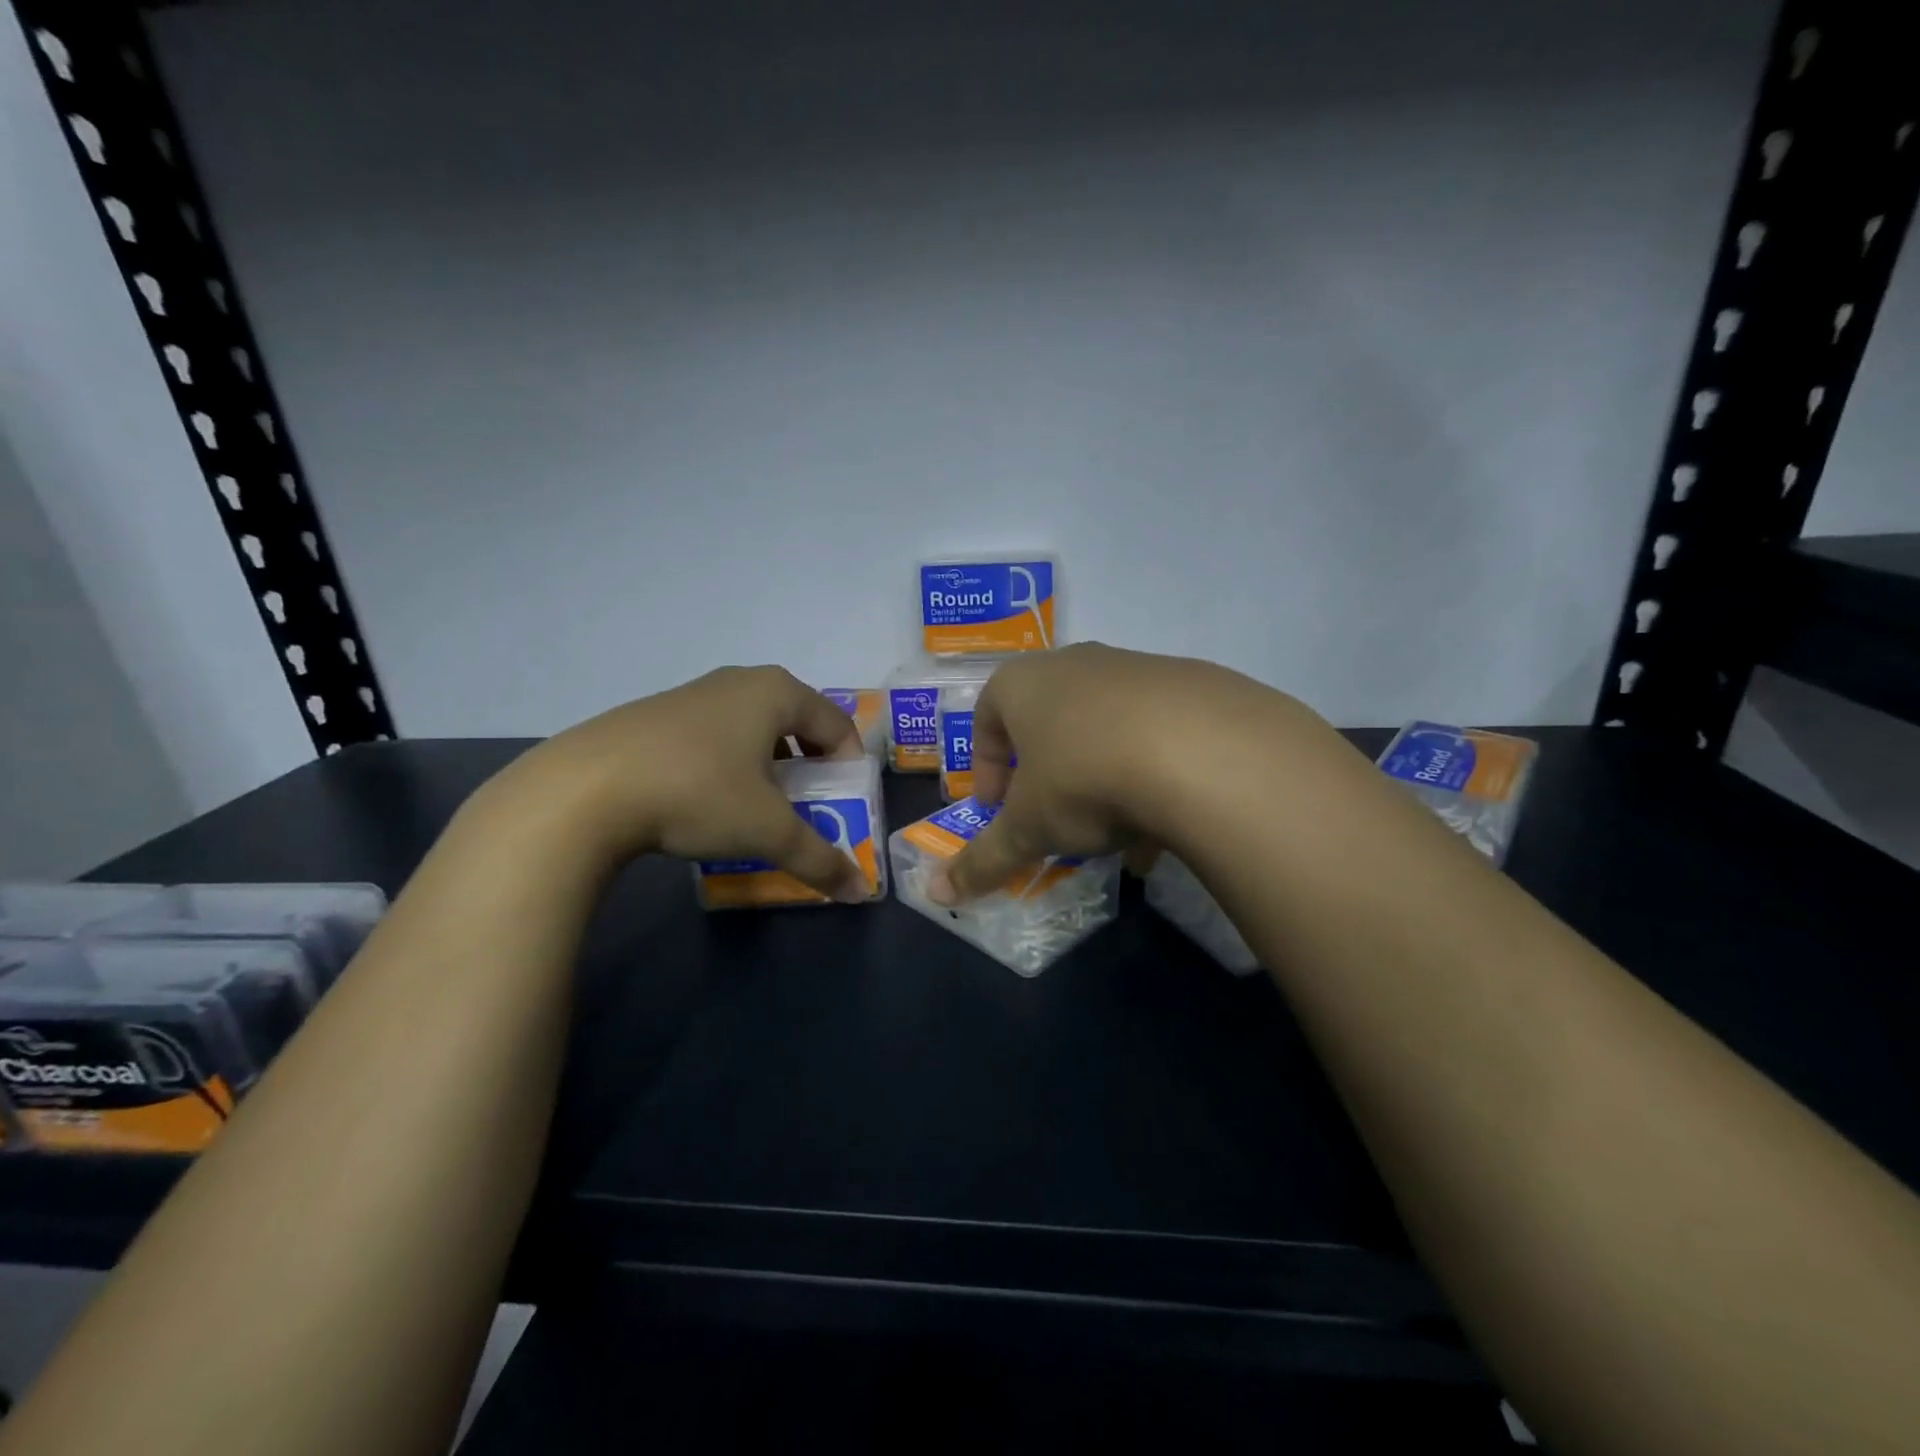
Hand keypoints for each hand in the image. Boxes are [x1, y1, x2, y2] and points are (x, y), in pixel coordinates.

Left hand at [493, 665, 870, 900]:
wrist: (583, 790)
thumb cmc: (698, 793)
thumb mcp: (768, 831)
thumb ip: (820, 859)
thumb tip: (860, 893)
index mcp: (777, 692)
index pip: (837, 725)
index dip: (850, 768)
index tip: (844, 805)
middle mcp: (740, 681)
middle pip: (796, 724)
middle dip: (810, 768)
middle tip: (807, 808)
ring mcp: (694, 693)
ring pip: (753, 729)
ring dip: (768, 767)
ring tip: (758, 809)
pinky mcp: (656, 714)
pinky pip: (714, 736)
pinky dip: (729, 765)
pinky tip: (707, 801)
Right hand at [929, 644, 1318, 903]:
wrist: (1202, 749)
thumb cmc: (1084, 778)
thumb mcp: (1027, 829)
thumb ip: (982, 861)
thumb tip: (935, 895)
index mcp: (1023, 683)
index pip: (986, 716)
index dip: (986, 768)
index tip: (997, 810)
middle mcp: (1076, 664)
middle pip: (1047, 721)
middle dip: (1045, 774)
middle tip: (1053, 816)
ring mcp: (1136, 668)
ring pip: (1104, 729)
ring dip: (1101, 779)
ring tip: (1116, 832)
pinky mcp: (1190, 684)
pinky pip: (1155, 734)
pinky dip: (1150, 775)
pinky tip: (1164, 825)